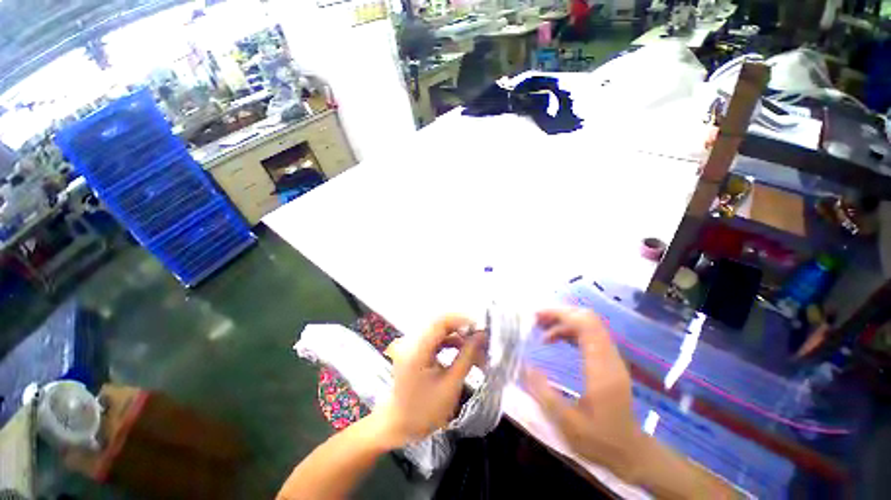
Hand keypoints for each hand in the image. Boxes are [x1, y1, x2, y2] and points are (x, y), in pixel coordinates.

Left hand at [372, 315, 484, 448]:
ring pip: (439, 331)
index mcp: (417, 349)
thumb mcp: (451, 385)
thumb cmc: (425, 411)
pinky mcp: (415, 350)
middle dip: (462, 328)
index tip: (480, 328)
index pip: (440, 322)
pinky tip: (463, 352)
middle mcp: (412, 341)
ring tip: (476, 348)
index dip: (461, 320)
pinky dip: (450, 343)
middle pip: (440, 323)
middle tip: (481, 338)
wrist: (399, 427)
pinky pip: (435, 339)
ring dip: (458, 336)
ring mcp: (412, 345)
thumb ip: (467, 357)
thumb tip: (481, 336)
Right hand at [524, 308, 644, 480]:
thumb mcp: (566, 422)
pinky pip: (588, 334)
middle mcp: (609, 357)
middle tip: (535, 319)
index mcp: (601, 369)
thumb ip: (543, 392)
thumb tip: (524, 366)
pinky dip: (569, 329)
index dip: (561, 315)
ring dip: (563, 320)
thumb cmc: (599, 440)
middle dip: (560, 313)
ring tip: (540, 326)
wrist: (631, 452)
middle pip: (587, 318)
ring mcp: (611, 357)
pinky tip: (553, 338)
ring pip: (588, 323)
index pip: (586, 325)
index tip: (537, 317)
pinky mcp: (608, 360)